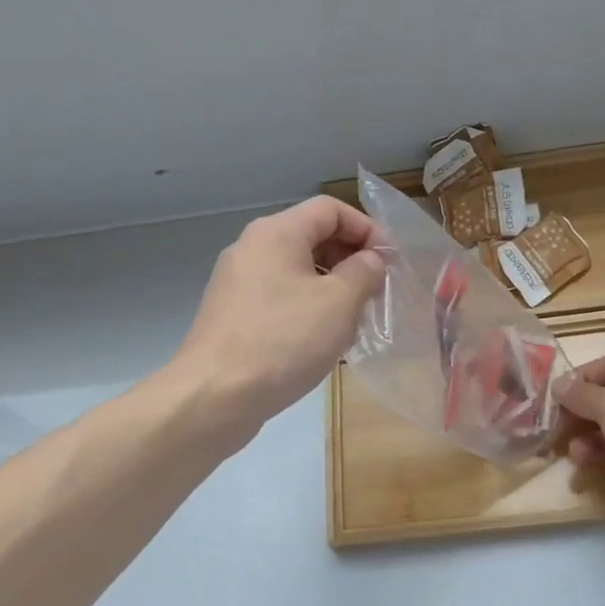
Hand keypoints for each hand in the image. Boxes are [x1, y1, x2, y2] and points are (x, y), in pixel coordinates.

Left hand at [173, 196, 385, 433]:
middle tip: (376, 292)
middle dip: (351, 259)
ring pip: (297, 270)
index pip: (330, 209)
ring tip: (355, 321)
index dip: (367, 228)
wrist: (213, 396)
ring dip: (332, 287)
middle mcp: (252, 248)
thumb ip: (364, 272)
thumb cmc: (283, 340)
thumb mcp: (339, 303)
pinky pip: (280, 297)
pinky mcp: (233, 314)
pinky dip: (308, 308)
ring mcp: (238, 282)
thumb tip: (371, 259)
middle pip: (312, 236)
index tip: (390, 261)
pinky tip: (323, 341)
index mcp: (276, 233)